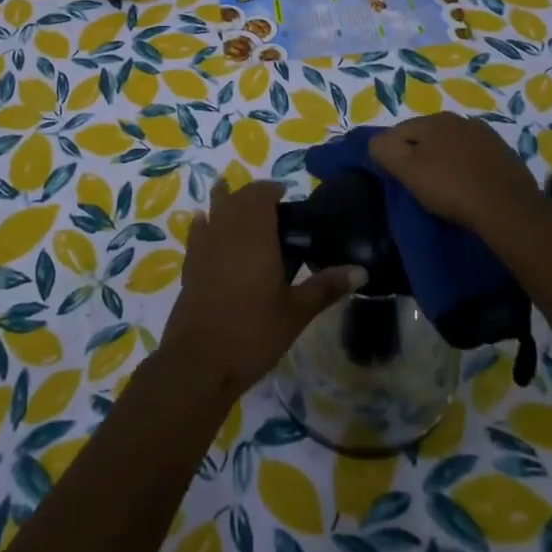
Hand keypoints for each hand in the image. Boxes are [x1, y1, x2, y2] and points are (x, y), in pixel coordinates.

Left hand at [163, 177, 364, 393]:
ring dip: (226, 202)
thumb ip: (326, 286)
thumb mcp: (297, 311)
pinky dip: (205, 223)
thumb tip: (362, 271)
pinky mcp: (189, 265)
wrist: (200, 362)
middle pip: (237, 198)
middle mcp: (227, 230)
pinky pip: (198, 231)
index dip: (272, 190)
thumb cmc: (254, 332)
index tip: (287, 197)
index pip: (261, 194)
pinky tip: (207, 225)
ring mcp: (204, 246)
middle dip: (252, 196)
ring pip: (214, 210)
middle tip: (272, 210)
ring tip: (240, 207)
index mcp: (255, 234)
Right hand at [371, 112, 542, 232]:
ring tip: (446, 187)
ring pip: (453, 146)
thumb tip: (376, 141)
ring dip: (446, 160)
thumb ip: (384, 149)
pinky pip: (475, 158)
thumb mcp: (407, 170)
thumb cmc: (451, 187)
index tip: (397, 177)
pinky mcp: (505, 155)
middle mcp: (460, 120)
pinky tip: (470, 188)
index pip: (400, 131)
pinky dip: (468, 168)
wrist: (508, 209)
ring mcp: (486, 136)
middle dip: (421, 154)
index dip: (393, 153)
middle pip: (428, 136)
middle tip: (419, 183)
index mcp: (434, 120)